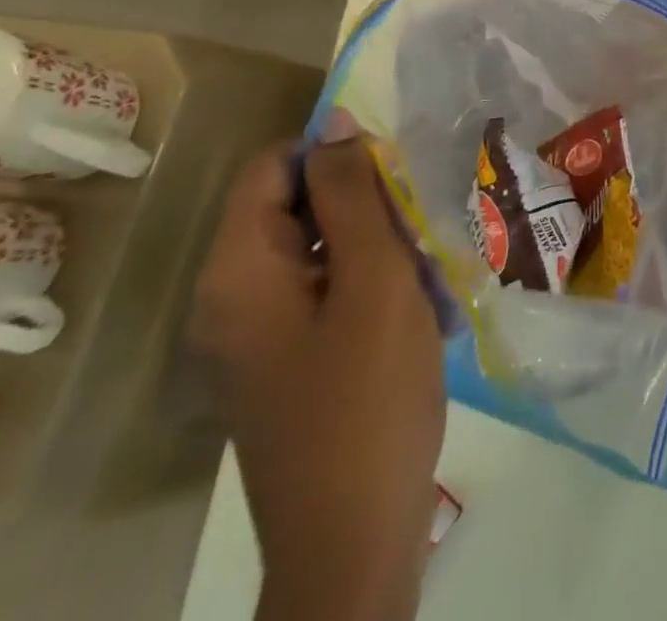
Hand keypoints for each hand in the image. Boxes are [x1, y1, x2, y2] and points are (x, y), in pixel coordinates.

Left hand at [191, 139, 445, 620]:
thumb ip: (353, 196)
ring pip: (322, 249)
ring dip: (380, 245)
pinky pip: (328, 292)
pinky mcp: (287, 362)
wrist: (354, 542)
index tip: (398, 170)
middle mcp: (233, 297)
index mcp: (238, 271)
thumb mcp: (373, 280)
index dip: (335, 153)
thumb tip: (336, 123)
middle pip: (298, 207)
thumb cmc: (367, 398)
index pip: (274, 168)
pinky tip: (423, 310)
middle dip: (367, 203)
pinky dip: (374, 285)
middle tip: (424, 223)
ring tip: (433, 270)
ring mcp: (258, 335)